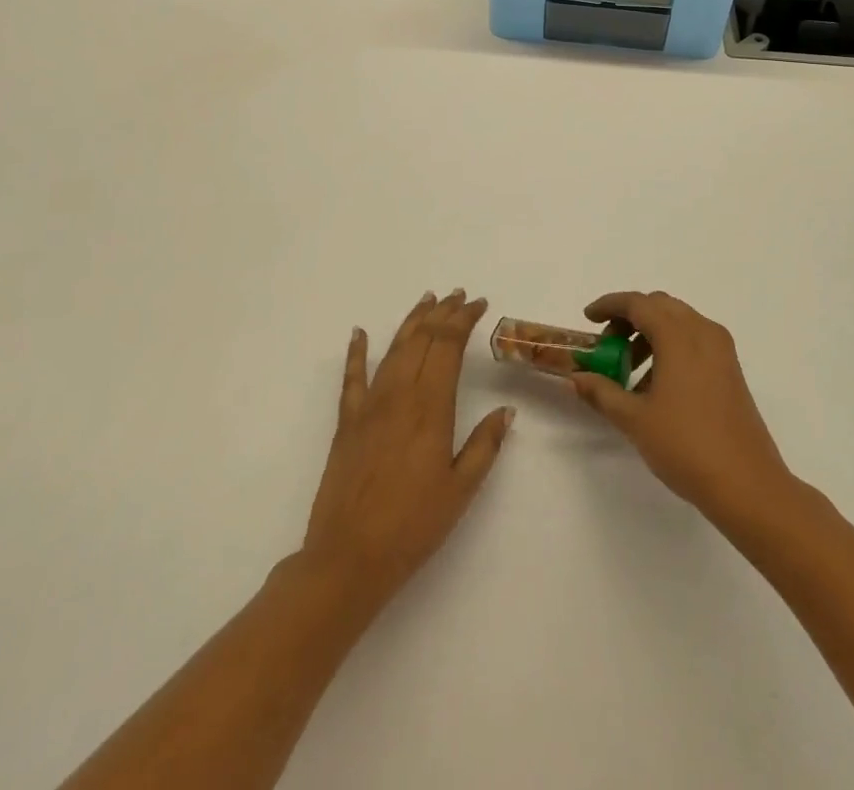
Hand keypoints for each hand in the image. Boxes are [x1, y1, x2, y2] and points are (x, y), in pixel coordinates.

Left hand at [302, 290, 513, 612]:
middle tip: (458, 295)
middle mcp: (399, 395)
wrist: (348, 558)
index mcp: (431, 407)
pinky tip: (359, 333)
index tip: (479, 304)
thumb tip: (506, 409)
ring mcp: (369, 406)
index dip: (464, 320)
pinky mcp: (346, 422)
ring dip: (412, 322)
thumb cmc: (412, 526)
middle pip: (423, 340)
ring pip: (394, 349)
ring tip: (427, 301)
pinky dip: (356, 352)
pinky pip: (352, 378)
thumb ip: (484, 445)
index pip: (448, 347)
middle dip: (443, 313)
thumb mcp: (460, 490)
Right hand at [570, 291, 793, 525]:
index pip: (638, 303)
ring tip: (629, 373)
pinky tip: (657, 386)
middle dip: (630, 319)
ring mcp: (721, 349)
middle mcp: (703, 331)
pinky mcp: (731, 369)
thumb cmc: (686, 445)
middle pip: (660, 306)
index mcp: (678, 335)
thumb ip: (602, 392)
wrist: (747, 484)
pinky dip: (671, 347)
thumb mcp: (634, 420)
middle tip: (607, 347)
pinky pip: (694, 340)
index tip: (589, 319)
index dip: (609, 305)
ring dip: (650, 334)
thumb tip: (577, 378)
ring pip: (679, 322)